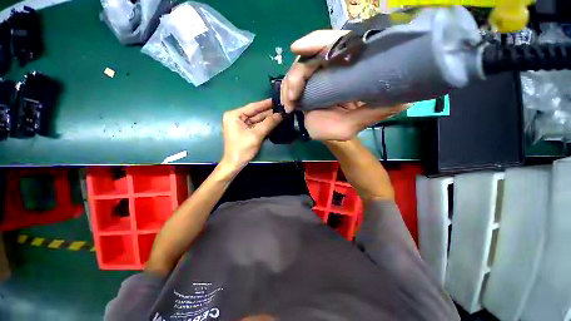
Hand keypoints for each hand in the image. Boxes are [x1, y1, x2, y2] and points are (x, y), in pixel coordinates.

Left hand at [221, 99, 281, 168]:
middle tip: (281, 109)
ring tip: (280, 115)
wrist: (235, 163)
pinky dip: (264, 126)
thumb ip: (268, 123)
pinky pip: (256, 126)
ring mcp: (240, 125)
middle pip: (255, 113)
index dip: (266, 104)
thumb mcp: (256, 135)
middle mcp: (236, 117)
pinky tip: (274, 123)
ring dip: (268, 119)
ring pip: (256, 120)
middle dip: (268, 113)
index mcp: (235, 115)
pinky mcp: (244, 131)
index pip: (253, 107)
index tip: (277, 100)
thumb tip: (280, 115)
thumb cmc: (243, 149)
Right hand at [281, 30, 408, 140]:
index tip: (299, 48)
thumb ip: (375, 111)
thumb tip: (404, 98)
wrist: (328, 135)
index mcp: (350, 70)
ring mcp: (319, 75)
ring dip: (290, 85)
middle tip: (293, 97)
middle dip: (297, 74)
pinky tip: (288, 104)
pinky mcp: (308, 83)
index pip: (337, 43)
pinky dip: (288, 90)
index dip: (319, 41)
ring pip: (299, 68)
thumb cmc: (342, 130)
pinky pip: (294, 80)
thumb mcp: (357, 122)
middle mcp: (334, 67)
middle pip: (312, 55)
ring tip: (289, 104)